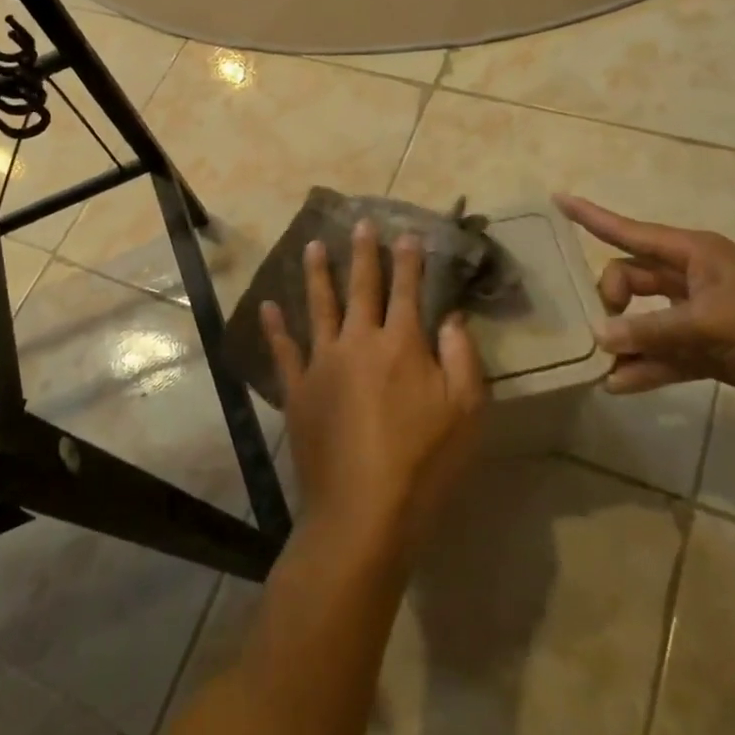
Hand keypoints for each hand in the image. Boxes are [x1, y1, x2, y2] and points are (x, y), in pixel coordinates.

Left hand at [262, 222, 486, 559]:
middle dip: (363, 254)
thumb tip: (450, 318)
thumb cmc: (424, 463)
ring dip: (317, 274)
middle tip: (360, 223)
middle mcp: (358, 342)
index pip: (407, 290)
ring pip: (319, 307)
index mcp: (401, 345)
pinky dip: (275, 327)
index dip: (409, 260)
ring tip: (312, 246)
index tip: (407, 233)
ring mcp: (322, 364)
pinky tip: (268, 306)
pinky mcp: (298, 390)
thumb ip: (462, 358)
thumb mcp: (466, 412)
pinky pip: (284, 351)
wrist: (362, 511)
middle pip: (362, 288)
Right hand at [556, 194, 734, 414]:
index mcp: (691, 254)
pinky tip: (618, 385)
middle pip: (630, 279)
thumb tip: (600, 337)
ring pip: (645, 321)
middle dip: (608, 297)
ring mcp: (698, 316)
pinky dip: (644, 368)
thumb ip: (652, 330)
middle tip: (600, 326)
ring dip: (623, 340)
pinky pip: (664, 355)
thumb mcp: (710, 321)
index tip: (556, 200)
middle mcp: (689, 280)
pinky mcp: (709, 350)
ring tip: (595, 361)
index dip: (590, 216)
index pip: (627, 231)